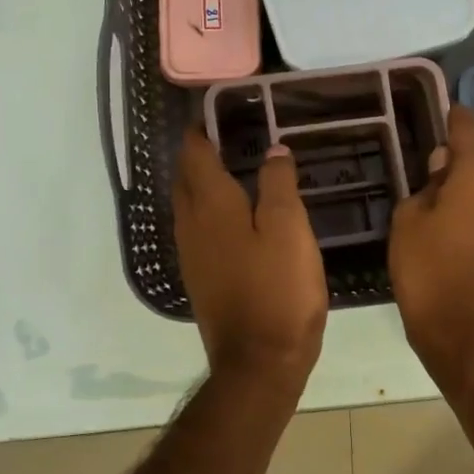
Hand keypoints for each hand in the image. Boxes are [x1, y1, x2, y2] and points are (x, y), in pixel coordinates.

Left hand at [173, 128, 327, 386]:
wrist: (259, 361)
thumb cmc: (279, 289)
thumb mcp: (289, 228)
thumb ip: (278, 184)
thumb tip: (273, 150)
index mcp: (212, 206)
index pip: (196, 154)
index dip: (202, 130)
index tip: (216, 111)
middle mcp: (191, 225)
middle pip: (185, 178)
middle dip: (197, 153)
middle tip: (225, 136)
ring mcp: (192, 255)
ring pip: (187, 205)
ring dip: (201, 182)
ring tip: (229, 168)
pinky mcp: (200, 278)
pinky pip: (196, 229)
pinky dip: (207, 210)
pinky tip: (232, 216)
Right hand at [388, 105, 473, 376]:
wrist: (464, 331)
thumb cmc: (428, 268)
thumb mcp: (409, 220)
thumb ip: (425, 186)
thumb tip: (440, 168)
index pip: (468, 128)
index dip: (453, 117)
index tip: (441, 109)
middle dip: (454, 162)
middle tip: (422, 172)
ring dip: (463, 190)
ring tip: (432, 205)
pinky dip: (472, 212)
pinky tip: (449, 228)